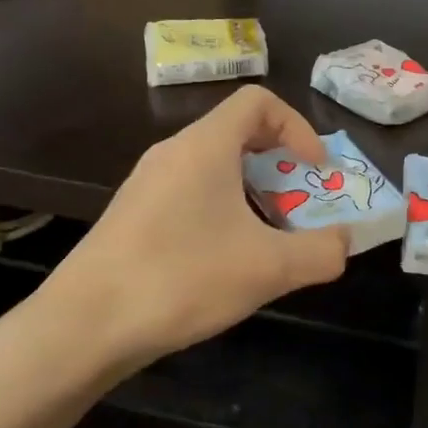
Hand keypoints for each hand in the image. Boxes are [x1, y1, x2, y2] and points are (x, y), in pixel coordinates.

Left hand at [0, 87, 349, 402]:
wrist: (84, 326)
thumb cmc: (182, 278)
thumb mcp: (268, 268)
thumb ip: (321, 252)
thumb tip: (344, 242)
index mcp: (204, 146)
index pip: (258, 102)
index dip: (298, 128)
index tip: (315, 171)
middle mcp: (172, 153)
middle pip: (238, 134)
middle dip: (280, 166)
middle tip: (299, 207)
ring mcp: (147, 185)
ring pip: (214, 169)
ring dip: (252, 193)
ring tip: (268, 240)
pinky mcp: (133, 216)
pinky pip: (190, 195)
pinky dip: (222, 212)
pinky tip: (225, 261)